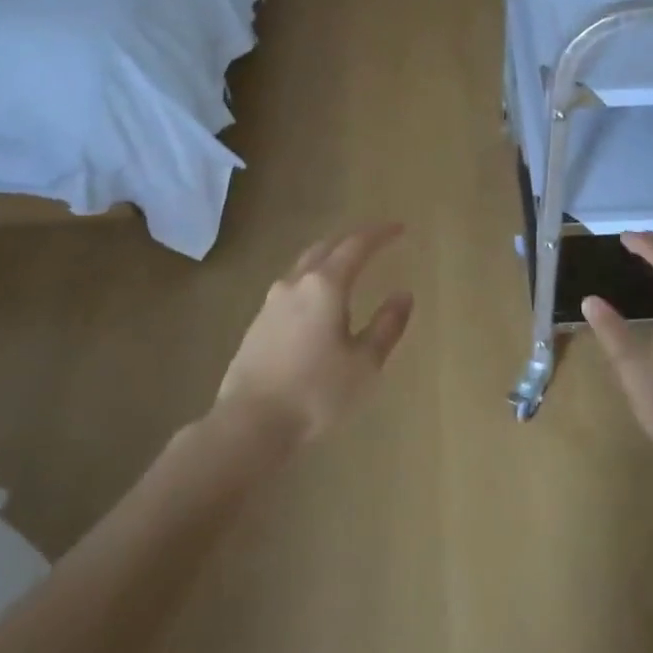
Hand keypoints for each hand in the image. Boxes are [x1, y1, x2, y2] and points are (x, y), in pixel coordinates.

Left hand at [215, 224, 414, 447]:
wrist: (249, 424)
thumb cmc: (316, 393)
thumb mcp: (364, 363)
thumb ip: (387, 326)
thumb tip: (403, 295)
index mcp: (326, 286)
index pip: (356, 246)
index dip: (380, 234)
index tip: (399, 228)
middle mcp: (296, 284)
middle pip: (325, 247)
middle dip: (351, 240)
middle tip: (374, 242)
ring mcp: (271, 303)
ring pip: (304, 266)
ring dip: (328, 259)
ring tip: (346, 267)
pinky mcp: (257, 324)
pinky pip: (291, 288)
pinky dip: (311, 281)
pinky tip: (316, 301)